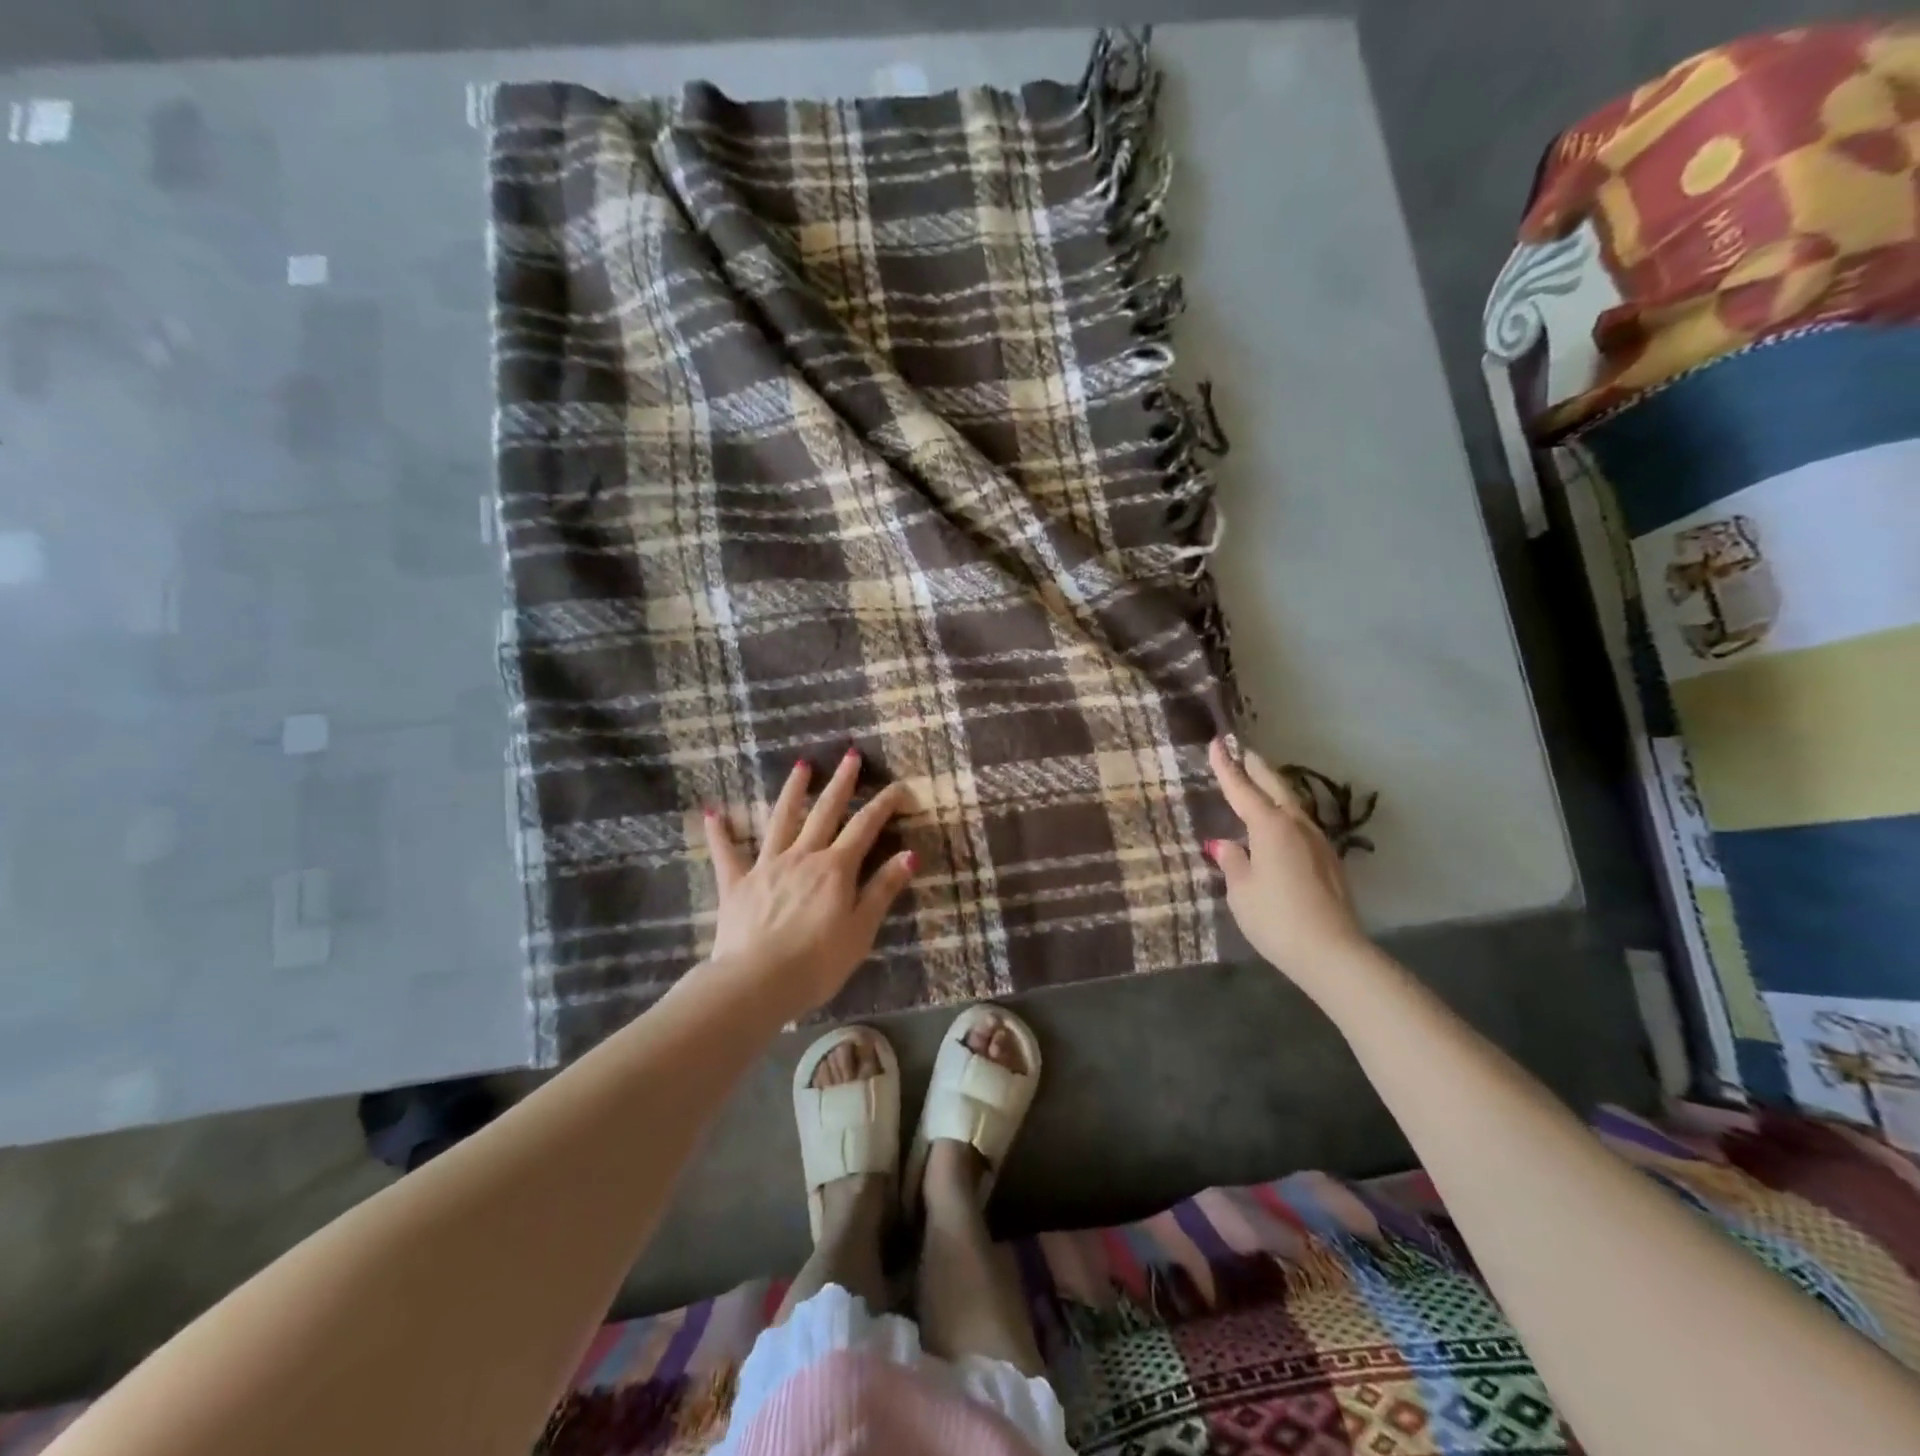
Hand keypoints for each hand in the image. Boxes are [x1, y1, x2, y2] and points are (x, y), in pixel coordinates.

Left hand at [703, 751, 915, 1018]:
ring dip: (793, 791)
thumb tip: (910, 855)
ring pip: (781, 820)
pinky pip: (726, 853)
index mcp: (835, 869)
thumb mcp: (860, 930)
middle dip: (841, 782)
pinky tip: (712, 812)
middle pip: (825, 812)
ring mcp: (766, 866)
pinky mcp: (736, 884)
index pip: (866, 827)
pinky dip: (720, 832)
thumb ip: (882, 890)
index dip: (885, 804)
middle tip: (851, 755)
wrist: (757, 983)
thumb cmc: (817, 963)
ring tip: (801, 765)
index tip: (901, 787)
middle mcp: (802, 856)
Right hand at [1206, 738, 1368, 985]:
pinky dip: (1284, 813)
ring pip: (1291, 804)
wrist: (1332, 952)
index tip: (1216, 743)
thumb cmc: (1276, 918)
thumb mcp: (1241, 891)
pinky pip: (1300, 825)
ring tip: (1259, 782)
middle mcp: (1296, 825)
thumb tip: (1225, 845)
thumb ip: (1232, 862)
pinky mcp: (1329, 861)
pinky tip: (1278, 824)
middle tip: (1241, 751)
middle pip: (1274, 787)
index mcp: (1270, 826)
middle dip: (1256, 768)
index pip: (1242, 789)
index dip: (1226, 767)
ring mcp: (1317, 842)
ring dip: (1273, 789)